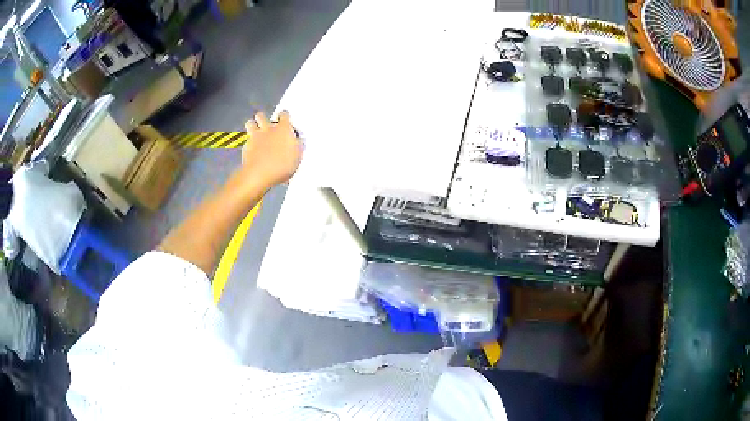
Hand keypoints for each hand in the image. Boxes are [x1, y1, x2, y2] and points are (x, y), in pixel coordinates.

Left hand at [242, 111, 301, 188]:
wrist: (260, 174)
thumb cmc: (281, 166)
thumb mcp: (297, 157)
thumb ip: (296, 146)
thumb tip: (297, 142)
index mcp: (283, 129)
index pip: (284, 115)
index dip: (284, 116)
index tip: (285, 120)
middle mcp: (268, 129)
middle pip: (261, 115)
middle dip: (263, 118)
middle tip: (266, 125)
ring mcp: (255, 136)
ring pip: (250, 123)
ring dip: (252, 125)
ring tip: (256, 132)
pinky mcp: (246, 146)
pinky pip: (246, 140)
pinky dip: (249, 143)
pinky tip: (253, 150)